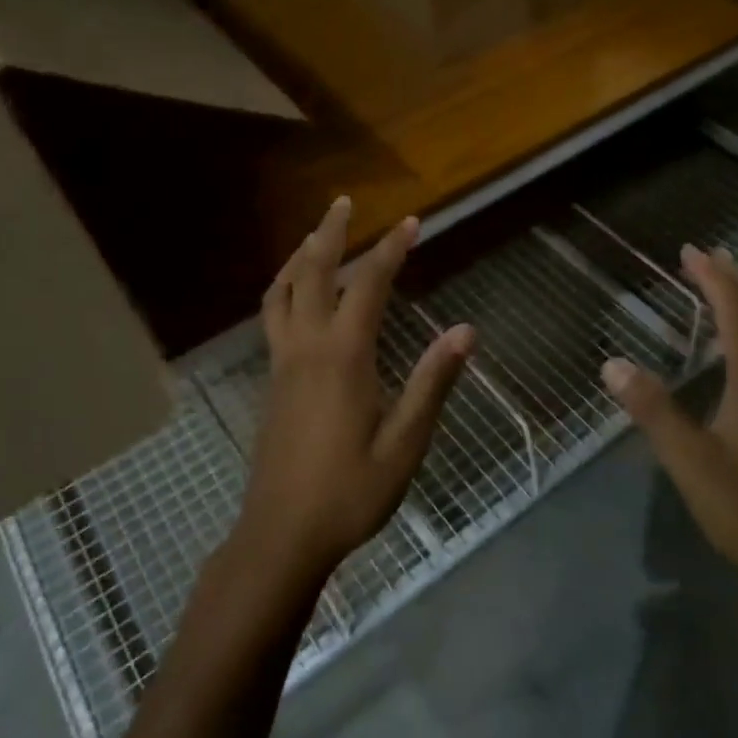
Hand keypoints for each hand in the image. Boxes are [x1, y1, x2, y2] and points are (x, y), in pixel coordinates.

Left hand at [236, 197, 474, 588]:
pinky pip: (273, 317)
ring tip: (315, 237)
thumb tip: (465, 331)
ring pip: (281, 293)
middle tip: (343, 202)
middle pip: (312, 274)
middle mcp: (306, 349)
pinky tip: (297, 296)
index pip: (369, 287)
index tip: (412, 221)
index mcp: (343, 358)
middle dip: (329, 233)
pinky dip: (285, 288)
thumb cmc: (349, 492)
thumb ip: (432, 383)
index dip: (391, 249)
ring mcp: (282, 364)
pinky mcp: (272, 383)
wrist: (282, 535)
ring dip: (299, 257)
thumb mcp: (404, 444)